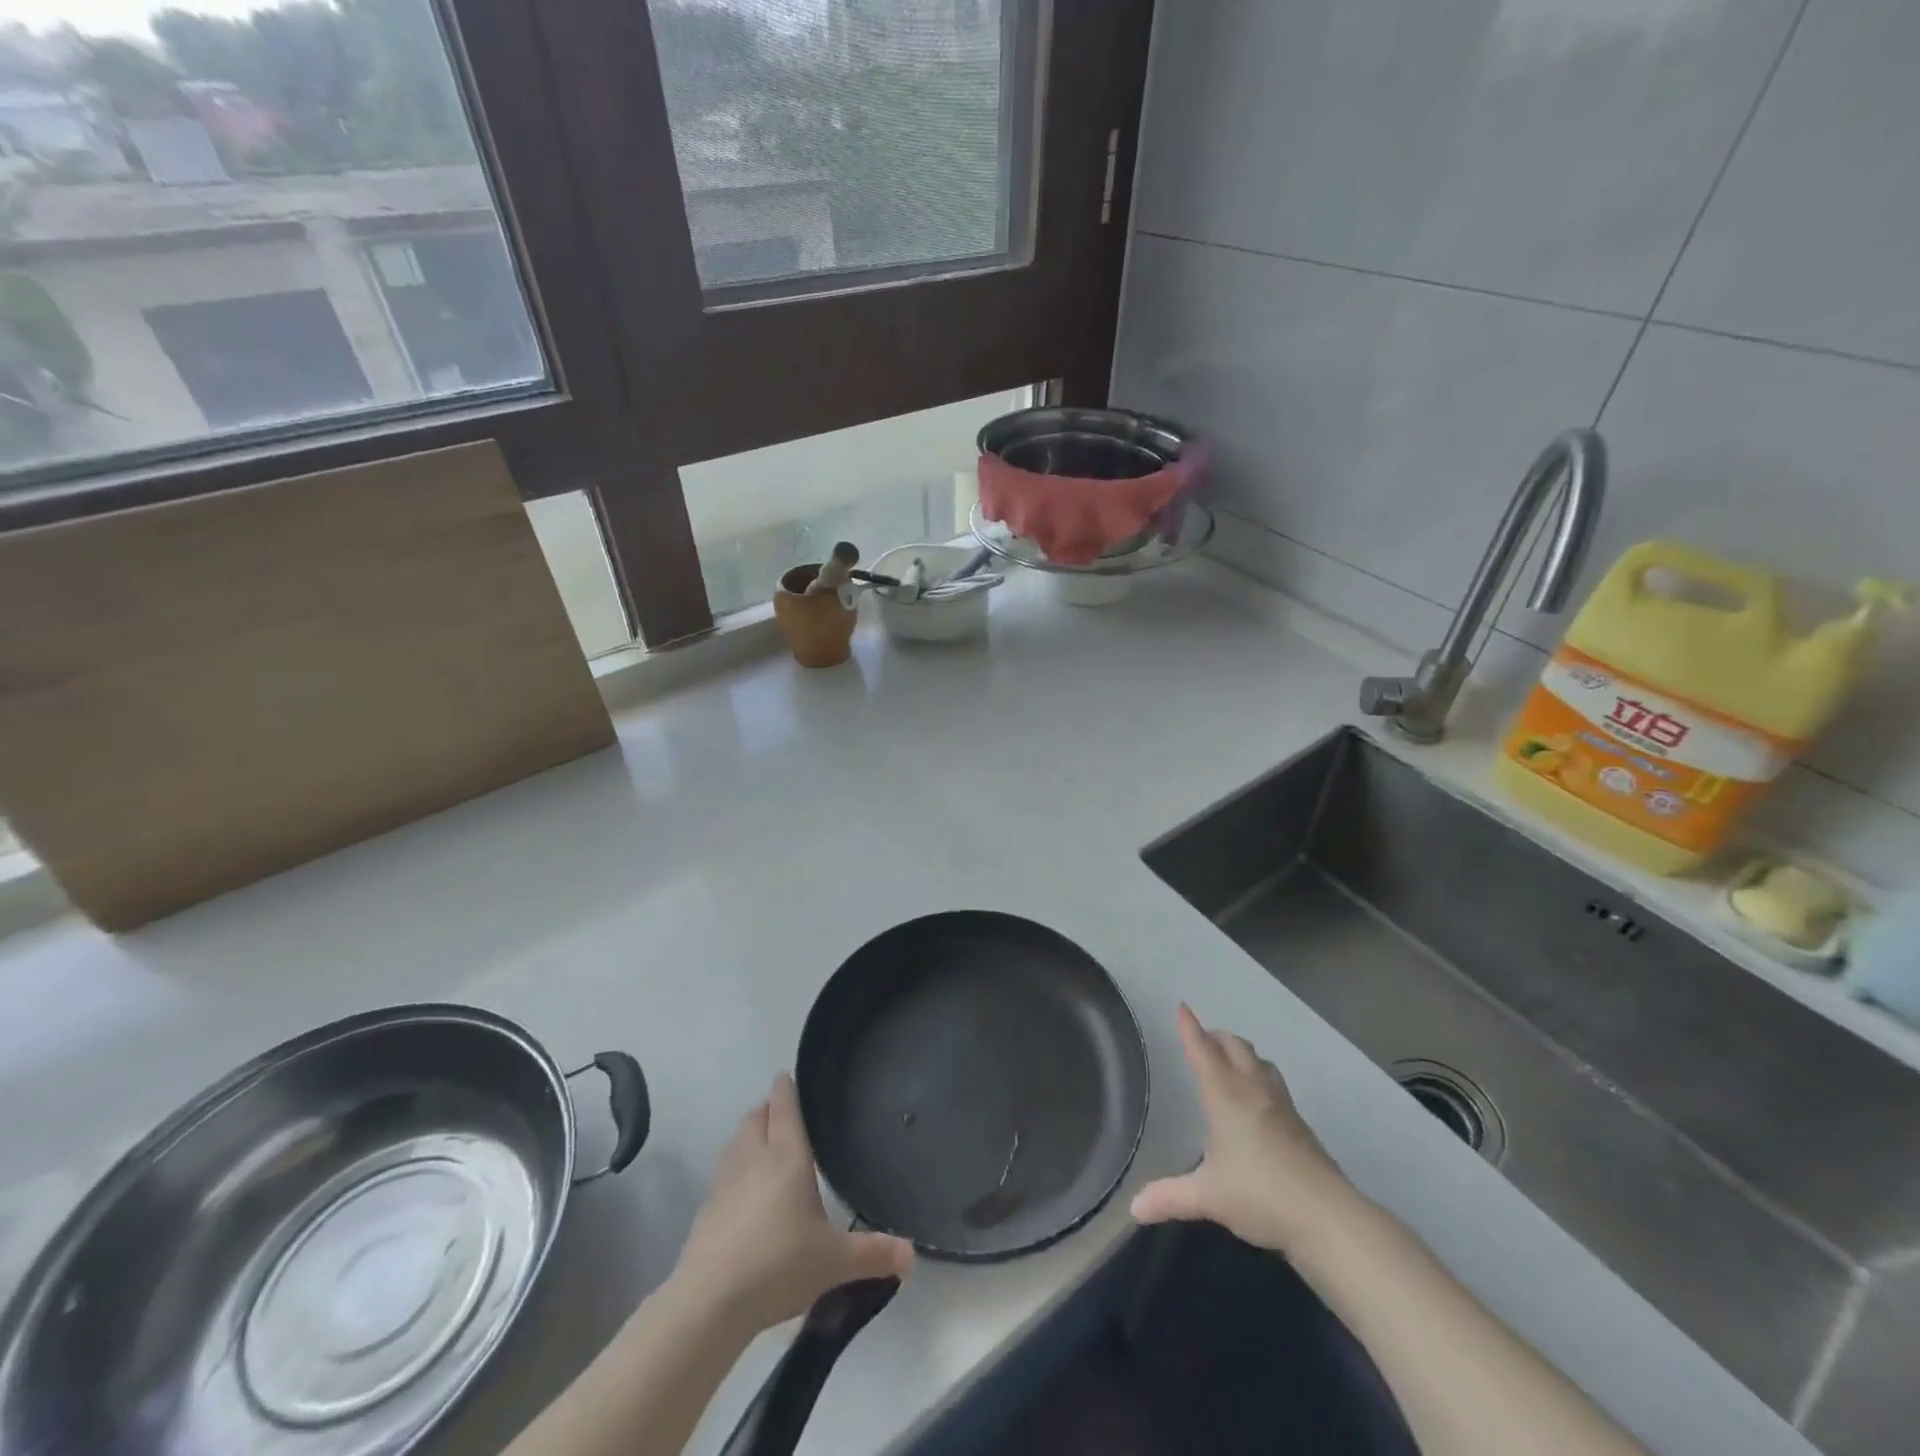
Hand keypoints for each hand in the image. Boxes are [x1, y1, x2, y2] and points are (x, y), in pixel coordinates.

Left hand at [669, 1073, 912, 1334]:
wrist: (711, 1301)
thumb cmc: (780, 1265)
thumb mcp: (834, 1262)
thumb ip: (873, 1254)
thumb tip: (912, 1256)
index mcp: (787, 1157)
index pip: (784, 1108)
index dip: (785, 1089)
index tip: (785, 1074)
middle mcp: (754, 1159)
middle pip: (755, 1119)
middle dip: (766, 1110)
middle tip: (780, 1112)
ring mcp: (724, 1183)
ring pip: (735, 1142)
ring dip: (747, 1136)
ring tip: (760, 1143)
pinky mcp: (705, 1210)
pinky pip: (721, 1174)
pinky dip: (732, 1170)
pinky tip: (740, 1191)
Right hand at [1130, 1005, 1354, 1254]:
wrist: (1328, 1217)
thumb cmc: (1260, 1195)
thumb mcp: (1208, 1197)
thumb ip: (1170, 1197)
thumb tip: (1134, 1208)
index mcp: (1226, 1096)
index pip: (1203, 1052)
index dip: (1190, 1029)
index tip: (1182, 1007)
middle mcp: (1253, 1091)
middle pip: (1235, 1047)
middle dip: (1216, 1037)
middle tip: (1201, 1039)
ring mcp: (1282, 1106)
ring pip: (1260, 1062)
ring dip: (1241, 1054)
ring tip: (1229, 1062)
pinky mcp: (1300, 1125)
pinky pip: (1274, 1084)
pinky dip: (1259, 1078)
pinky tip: (1257, 1102)